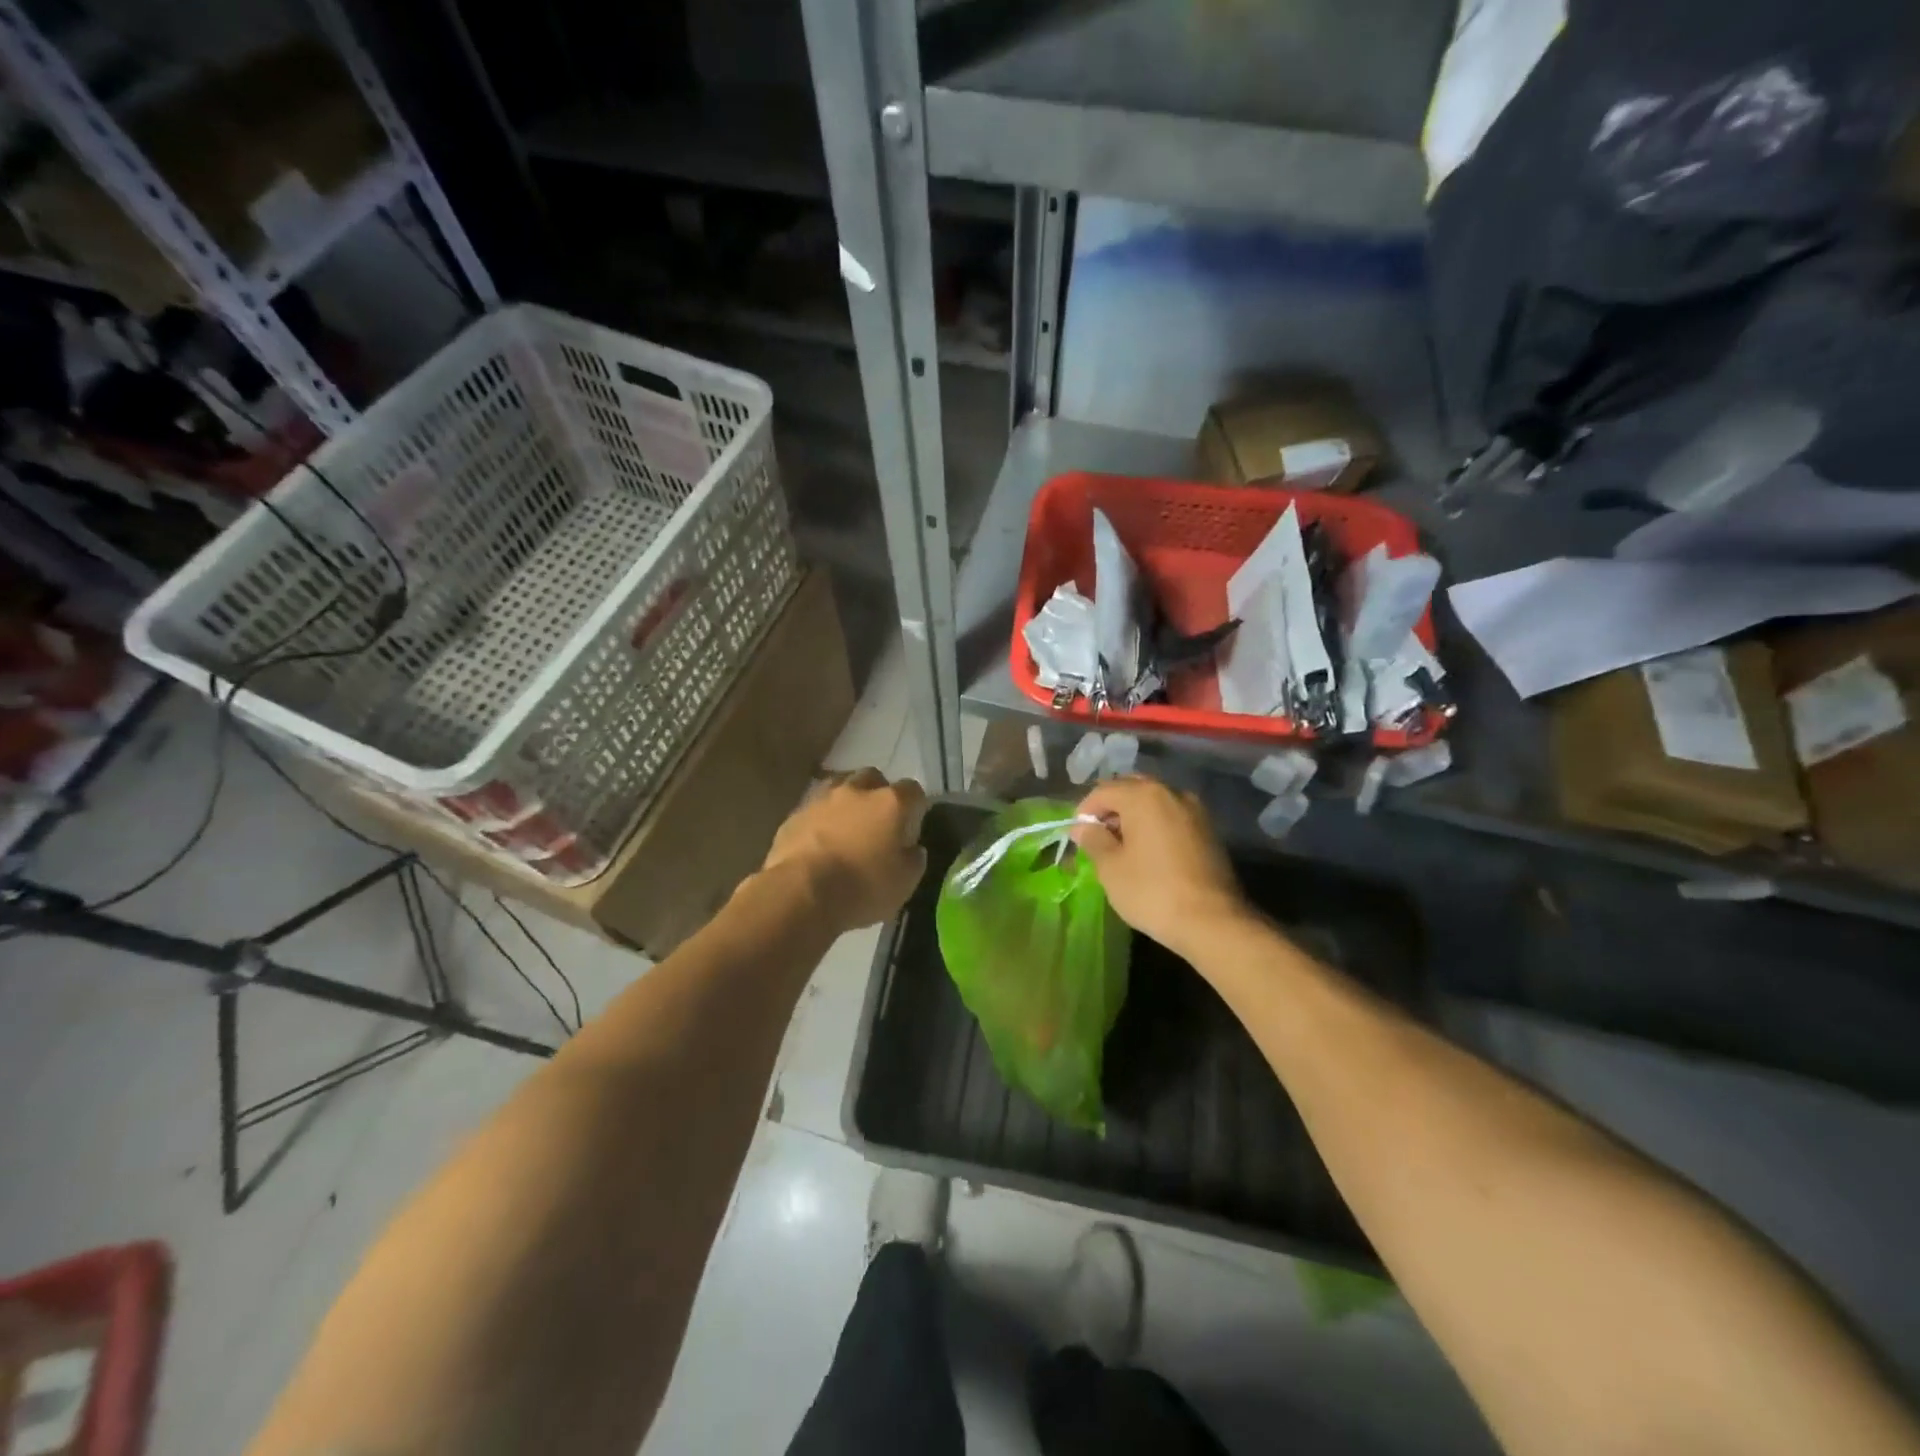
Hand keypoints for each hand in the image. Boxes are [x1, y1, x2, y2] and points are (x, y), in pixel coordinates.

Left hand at [762, 768, 927, 933]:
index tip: (912, 826)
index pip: (913, 790)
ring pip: (840, 786)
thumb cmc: (862, 887)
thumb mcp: (905, 883)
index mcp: (890, 803)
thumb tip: (912, 849)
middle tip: (878, 820)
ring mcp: (822, 799)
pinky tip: (819, 841)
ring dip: (847, 801)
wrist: (800, 892)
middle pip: (873, 778)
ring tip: (847, 826)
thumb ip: (913, 859)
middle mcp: (857, 791)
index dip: (915, 806)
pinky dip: (821, 819)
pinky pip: (814, 809)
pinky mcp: (794, 814)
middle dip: (878, 793)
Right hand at [1071, 776, 1248, 957]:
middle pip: (1131, 789)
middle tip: (1098, 837)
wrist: (1213, 921)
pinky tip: (1148, 853)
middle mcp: (1171, 792)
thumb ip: (1093, 840)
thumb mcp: (1111, 868)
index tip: (1077, 836)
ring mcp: (1194, 810)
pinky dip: (1154, 825)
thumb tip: (1082, 827)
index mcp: (1143, 796)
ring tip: (1121, 847)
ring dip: (1133, 816)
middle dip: (1110, 809)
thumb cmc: (1152, 891)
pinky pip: (1171, 817)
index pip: (1103, 791)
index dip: (1084, 811)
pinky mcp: (1208, 830)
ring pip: (1154, 802)